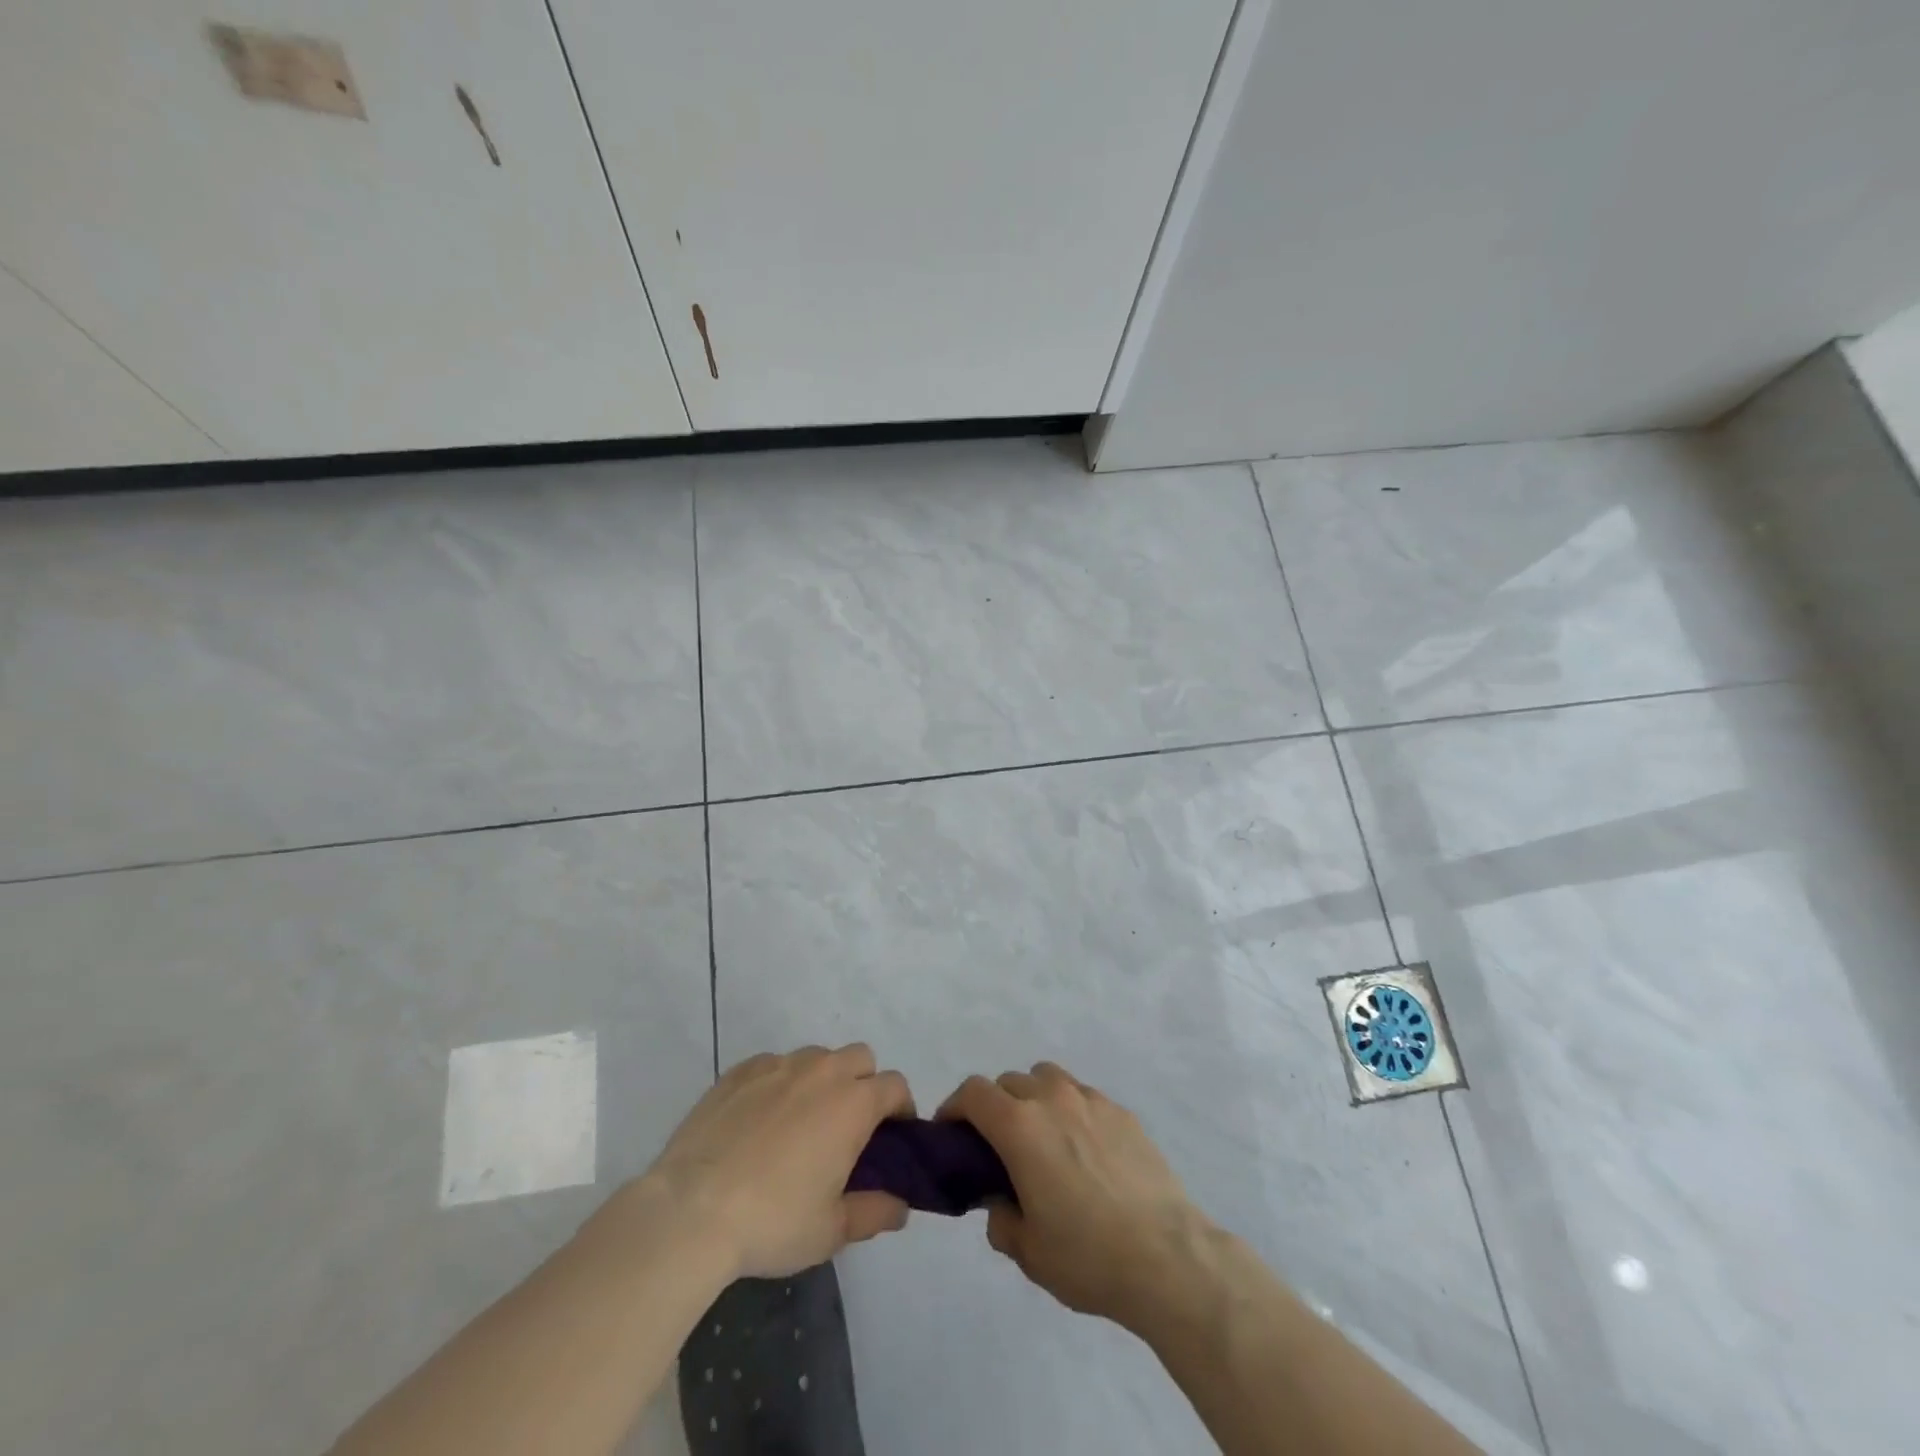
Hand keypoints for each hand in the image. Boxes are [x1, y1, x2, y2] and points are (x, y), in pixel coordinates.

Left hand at [645, 1045, 914, 1277]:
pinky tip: (760, 1120)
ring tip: (801, 1123)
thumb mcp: (831, 1231)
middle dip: (864, 1083)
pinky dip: (779, 1083)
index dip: (900, 1108)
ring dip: (822, 1080)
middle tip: (848, 1127)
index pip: (895, 1085)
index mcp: (853, 1103)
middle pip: (860, 1058)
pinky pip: (774, 1065)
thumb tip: (900, 1207)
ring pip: (816, 1057)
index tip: (892, 1136)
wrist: (691, 1210)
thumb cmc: (773, 1220)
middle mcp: (822, 1071)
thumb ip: (874, 1213)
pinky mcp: (740, 1071)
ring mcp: (778, 1065)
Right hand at [939, 1062, 1207, 1329]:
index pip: (973, 1093)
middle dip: (994, 1106)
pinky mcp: (1122, 1112)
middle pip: (1009, 1081)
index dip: (954, 1108)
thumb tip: (1001, 1201)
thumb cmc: (1088, 1256)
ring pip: (1047, 1078)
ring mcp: (1091, 1100)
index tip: (950, 1134)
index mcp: (1020, 1126)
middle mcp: (1052, 1099)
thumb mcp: (1028, 1252)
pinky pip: (1083, 1096)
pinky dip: (1070, 1110)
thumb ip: (1001, 1219)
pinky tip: (1084, 1151)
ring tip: (1042, 1139)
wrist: (1168, 1257)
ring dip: (1033, 1098)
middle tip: (997, 1147)